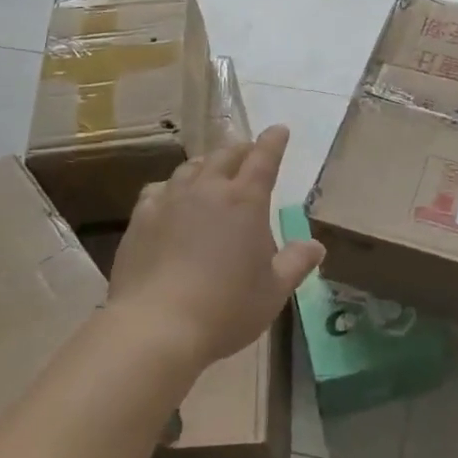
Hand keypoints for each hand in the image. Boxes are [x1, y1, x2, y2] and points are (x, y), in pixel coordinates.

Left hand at [107, 125, 324, 370]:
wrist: (156, 327)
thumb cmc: (226, 309)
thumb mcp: (273, 291)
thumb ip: (296, 263)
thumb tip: (316, 245)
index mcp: (245, 201)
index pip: (264, 158)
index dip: (273, 141)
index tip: (279, 130)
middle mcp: (208, 190)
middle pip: (226, 155)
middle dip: (241, 149)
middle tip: (248, 153)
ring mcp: (170, 201)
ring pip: (191, 168)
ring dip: (207, 164)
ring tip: (211, 170)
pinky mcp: (141, 218)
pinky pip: (159, 189)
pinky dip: (172, 186)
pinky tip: (171, 197)